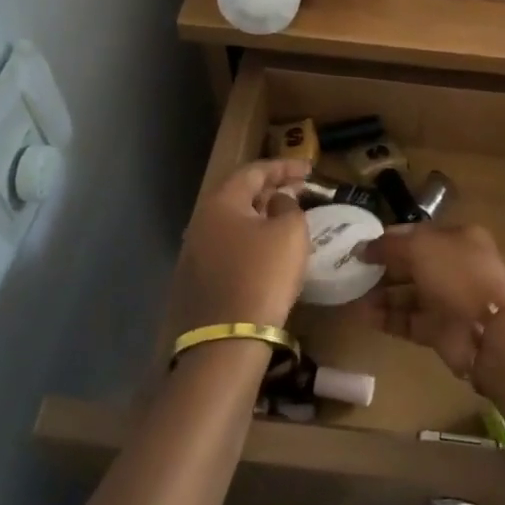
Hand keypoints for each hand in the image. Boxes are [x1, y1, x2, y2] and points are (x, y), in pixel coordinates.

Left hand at [172, 160, 311, 330]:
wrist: (227, 337)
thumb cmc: (263, 274)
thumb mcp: (290, 233)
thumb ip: (289, 206)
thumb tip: (278, 202)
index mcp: (221, 202)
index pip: (253, 171)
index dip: (284, 167)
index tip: (309, 169)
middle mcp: (201, 221)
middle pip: (238, 194)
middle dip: (270, 189)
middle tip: (297, 189)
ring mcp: (195, 252)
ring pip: (232, 221)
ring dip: (260, 214)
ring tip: (285, 216)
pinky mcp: (198, 278)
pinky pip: (228, 245)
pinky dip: (250, 238)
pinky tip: (267, 249)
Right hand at [342, 222, 504, 377]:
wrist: (488, 332)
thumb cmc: (457, 275)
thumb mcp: (421, 247)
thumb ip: (388, 245)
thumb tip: (362, 248)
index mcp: (458, 238)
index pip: (418, 233)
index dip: (389, 238)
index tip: (360, 246)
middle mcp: (454, 266)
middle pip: (412, 263)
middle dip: (382, 266)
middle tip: (351, 270)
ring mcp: (447, 299)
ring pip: (408, 293)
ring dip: (380, 293)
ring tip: (351, 294)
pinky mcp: (439, 329)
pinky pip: (407, 320)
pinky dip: (386, 318)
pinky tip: (362, 315)